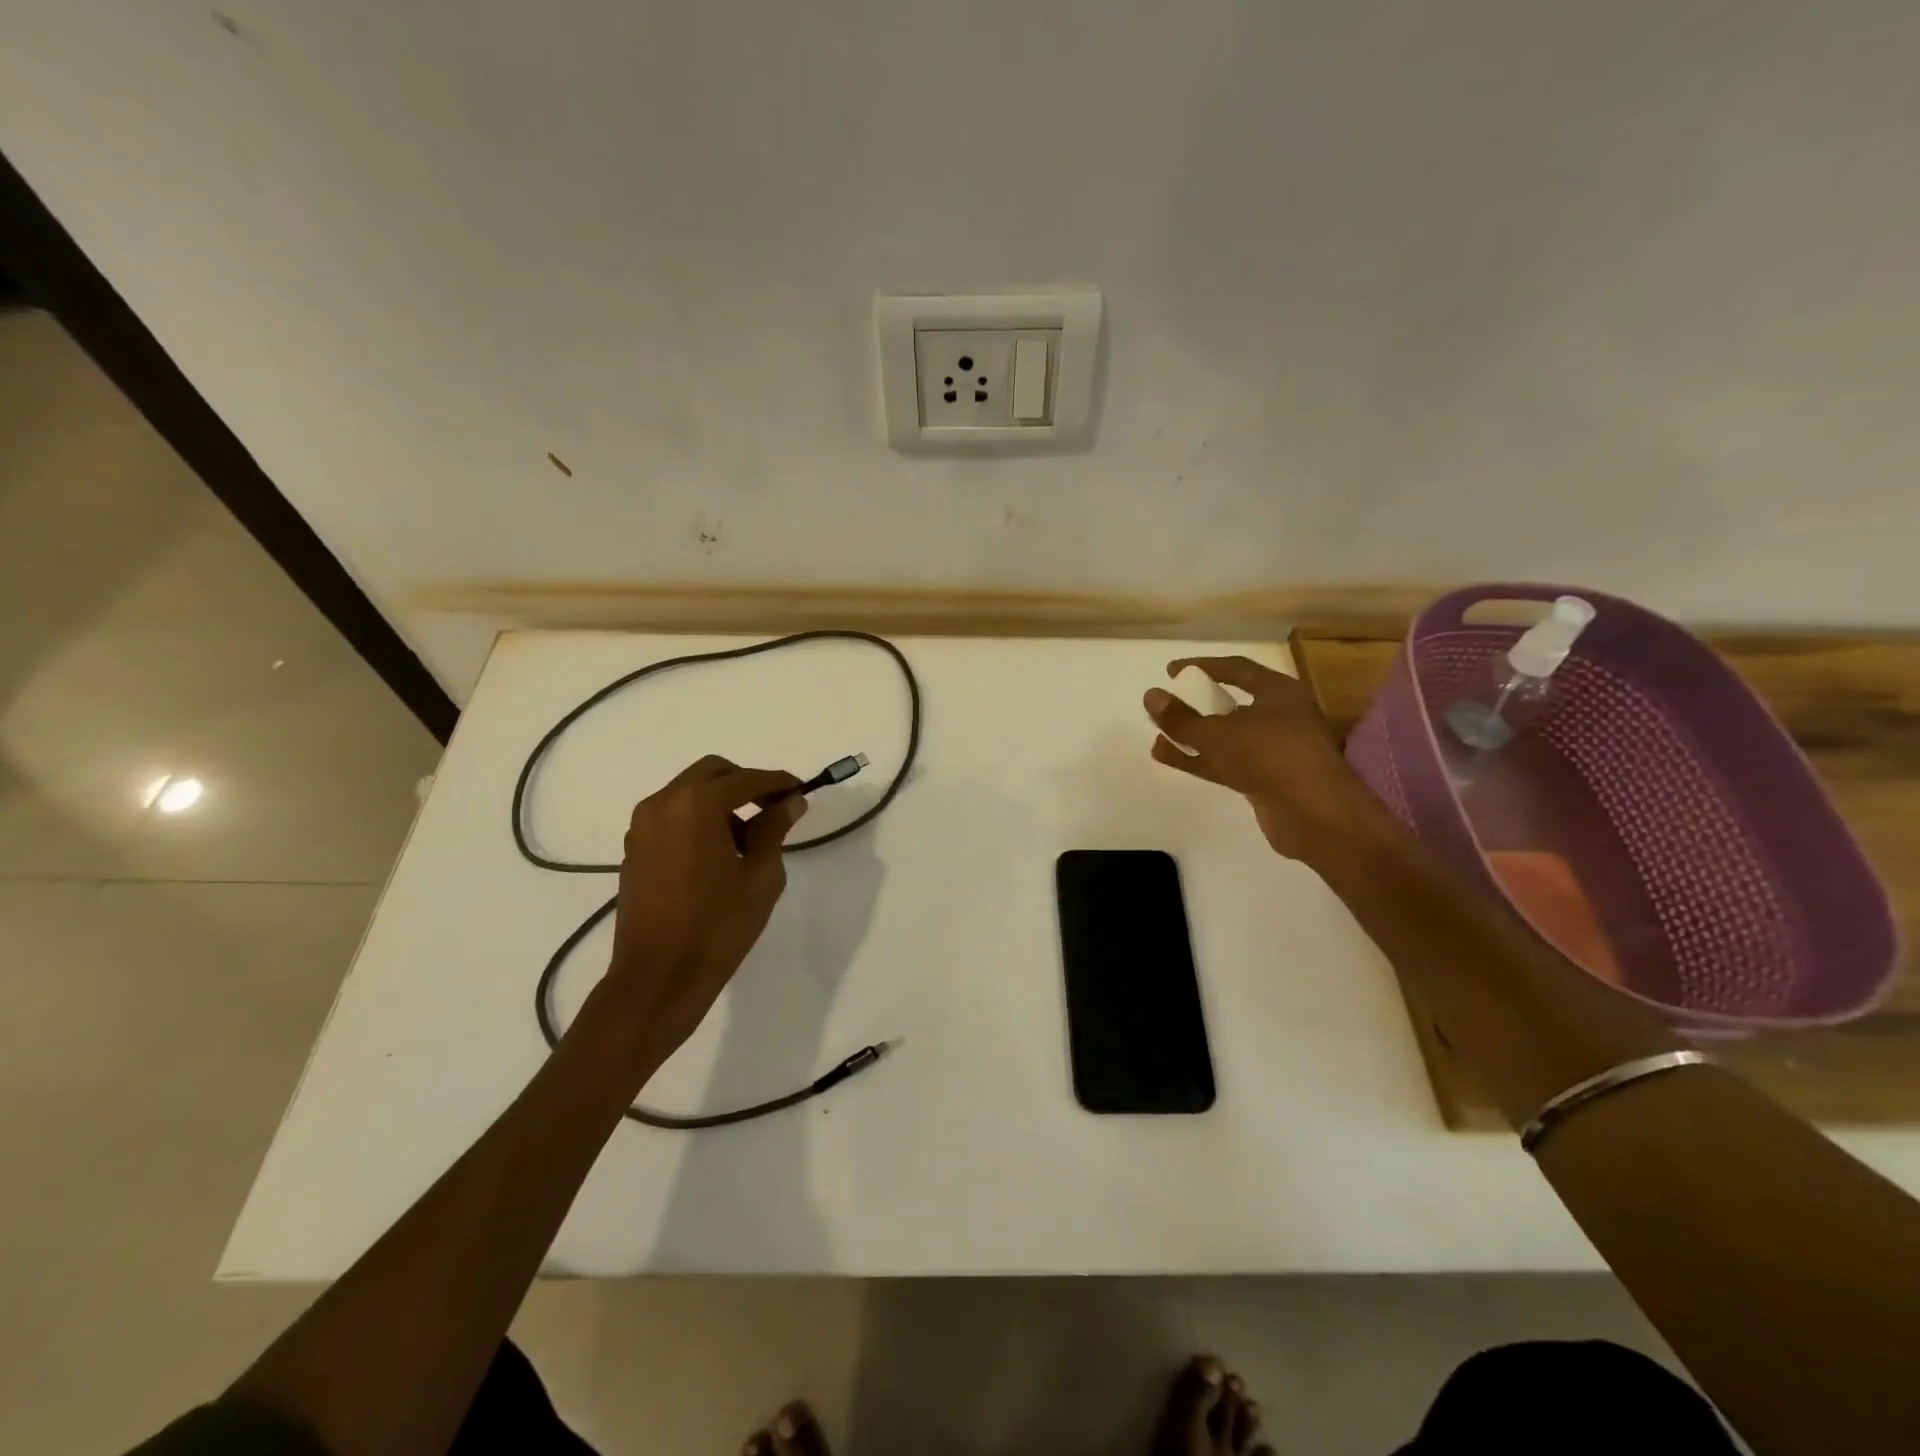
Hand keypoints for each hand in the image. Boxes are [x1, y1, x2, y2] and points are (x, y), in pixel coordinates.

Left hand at [601, 756, 807, 1060]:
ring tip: (747, 838)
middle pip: (711, 773)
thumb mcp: (760, 876)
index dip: (778, 783)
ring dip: (720, 801)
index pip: (746, 780)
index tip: (801, 792)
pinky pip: (671, 816)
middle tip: (774, 808)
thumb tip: (790, 802)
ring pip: (688, 792)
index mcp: (695, 805)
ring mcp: (642, 826)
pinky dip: (697, 819)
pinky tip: (717, 853)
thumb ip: (774, 829)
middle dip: (746, 784)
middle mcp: (662, 804)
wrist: (658, 978)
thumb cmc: (717, 926)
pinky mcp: (634, 849)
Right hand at [1143, 656, 1386, 862]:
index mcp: (1278, 692)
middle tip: (1167, 703)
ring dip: (1192, 735)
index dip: (1202, 666)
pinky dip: (1198, 758)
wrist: (1314, 815)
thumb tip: (1150, 695)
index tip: (1171, 671)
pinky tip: (1167, 755)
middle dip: (1197, 704)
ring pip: (1225, 737)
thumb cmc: (1270, 756)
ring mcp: (1273, 751)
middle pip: (1231, 704)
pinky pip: (1225, 762)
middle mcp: (1280, 717)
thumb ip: (1181, 718)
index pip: (1236, 669)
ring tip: (1156, 732)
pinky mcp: (1265, 780)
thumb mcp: (1217, 733)